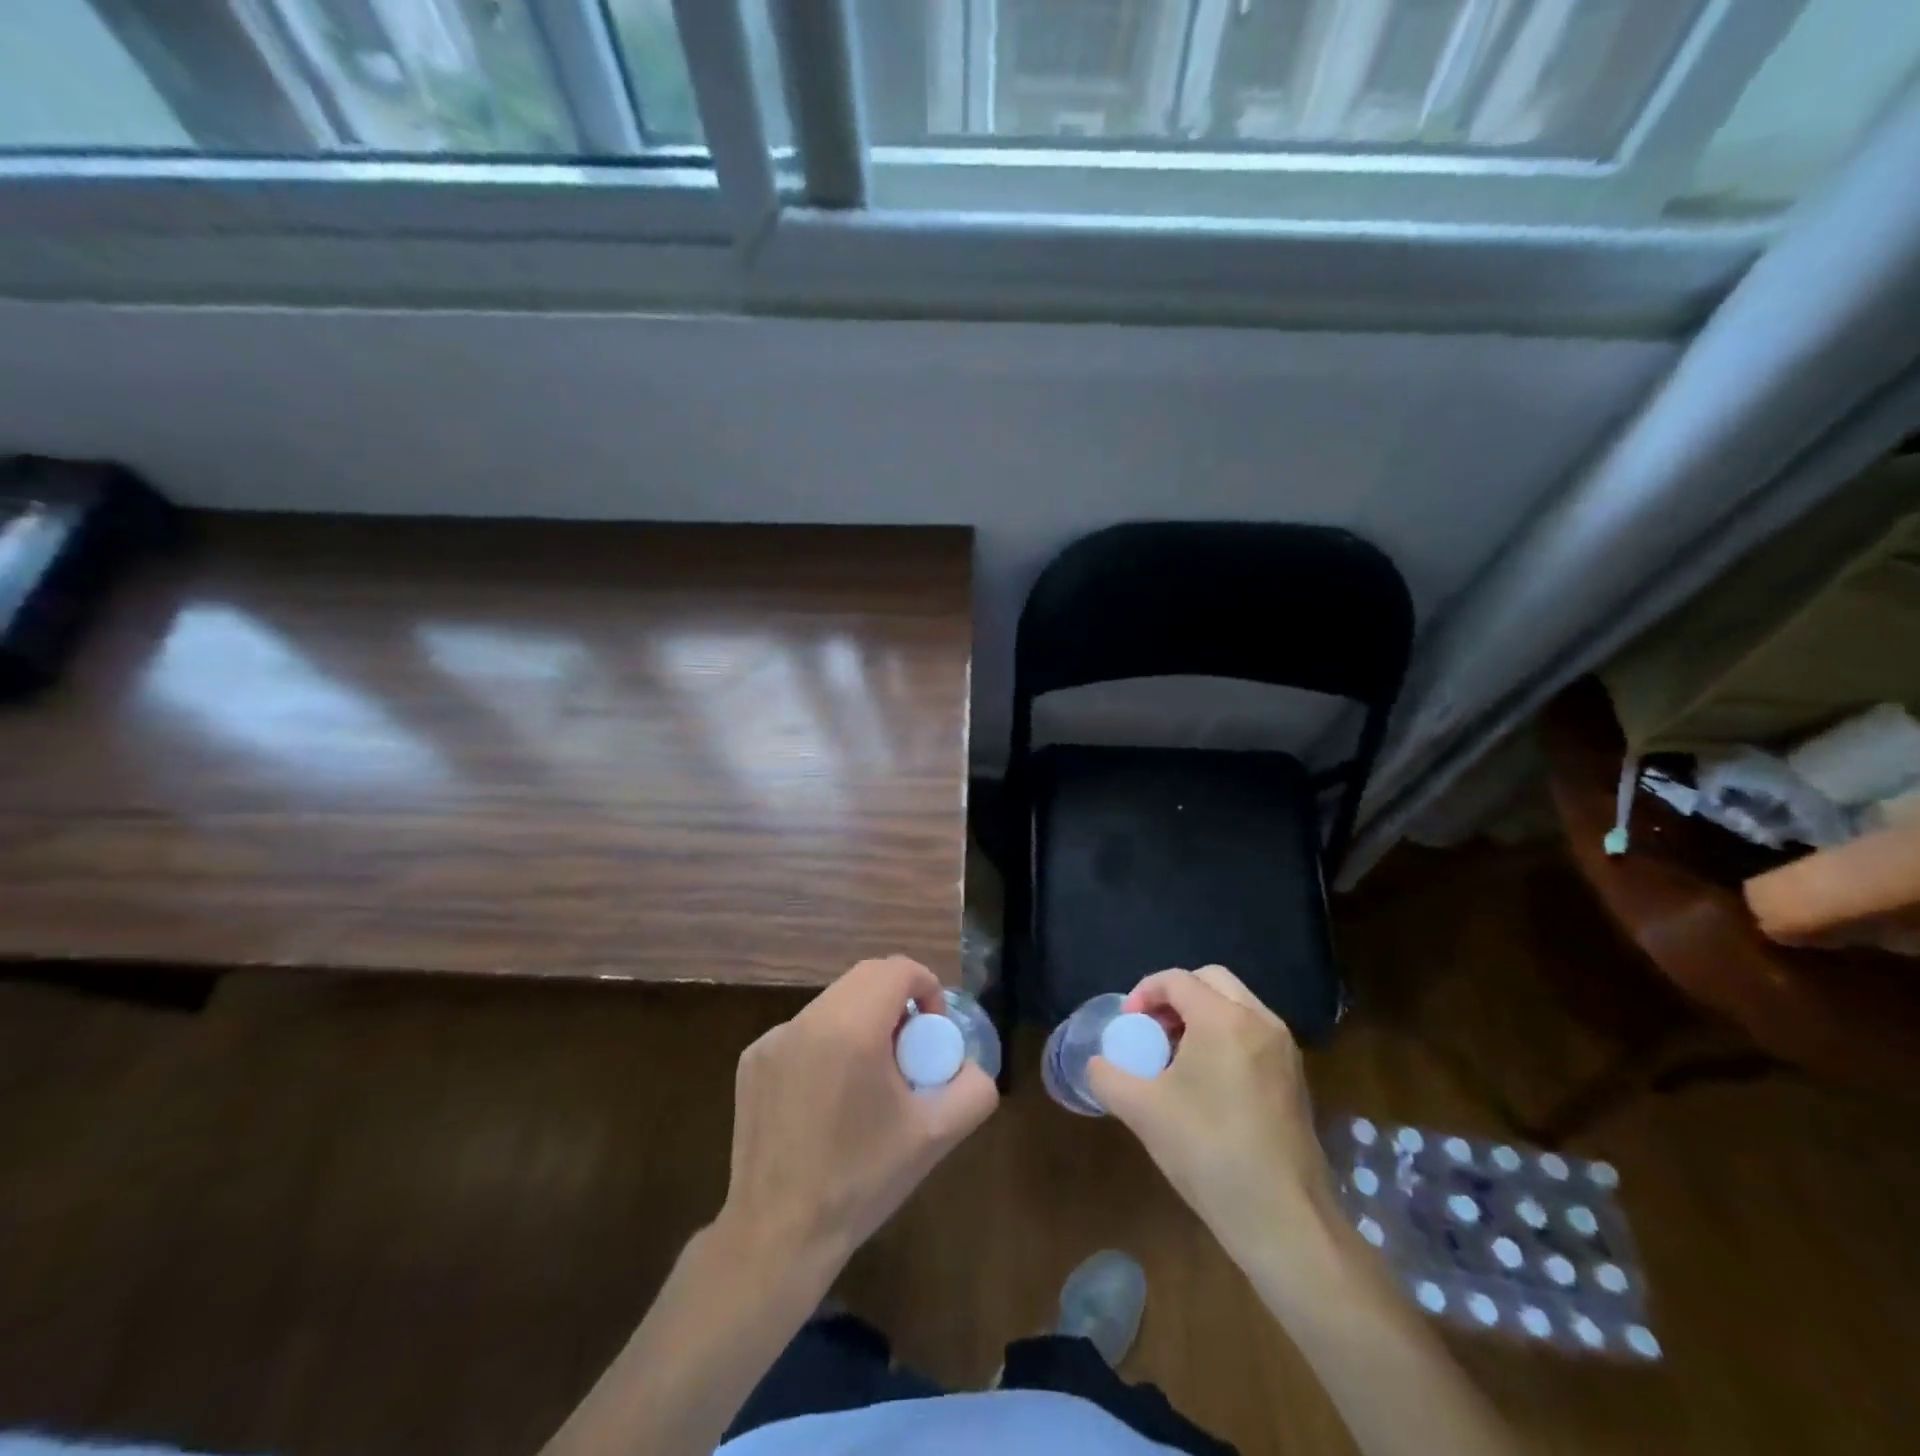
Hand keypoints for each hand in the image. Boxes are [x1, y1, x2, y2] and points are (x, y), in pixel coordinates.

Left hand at [718, 955, 997, 1280]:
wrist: (777, 1236)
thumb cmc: (861, 1182)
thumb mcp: (934, 1137)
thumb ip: (973, 1090)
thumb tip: (972, 1066)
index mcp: (852, 1028)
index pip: (898, 969)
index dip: (927, 986)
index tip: (933, 1031)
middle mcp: (808, 1020)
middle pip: (865, 978)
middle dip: (897, 1000)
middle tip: (909, 1050)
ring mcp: (773, 1038)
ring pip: (834, 1003)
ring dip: (862, 1019)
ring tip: (871, 1075)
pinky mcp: (752, 1060)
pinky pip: (803, 1031)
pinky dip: (828, 1043)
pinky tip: (829, 1096)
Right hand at [1088, 965, 1339, 1266]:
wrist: (1282, 1218)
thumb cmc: (1207, 1151)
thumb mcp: (1142, 1111)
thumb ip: (1108, 1076)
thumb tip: (1098, 1064)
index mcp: (1223, 1019)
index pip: (1177, 980)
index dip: (1144, 992)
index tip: (1127, 1023)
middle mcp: (1260, 1021)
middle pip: (1211, 980)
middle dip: (1175, 996)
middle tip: (1152, 1029)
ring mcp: (1284, 1049)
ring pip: (1236, 1005)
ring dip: (1201, 1015)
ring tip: (1176, 1056)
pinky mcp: (1296, 1077)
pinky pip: (1253, 1033)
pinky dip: (1225, 1036)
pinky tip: (1208, 1082)